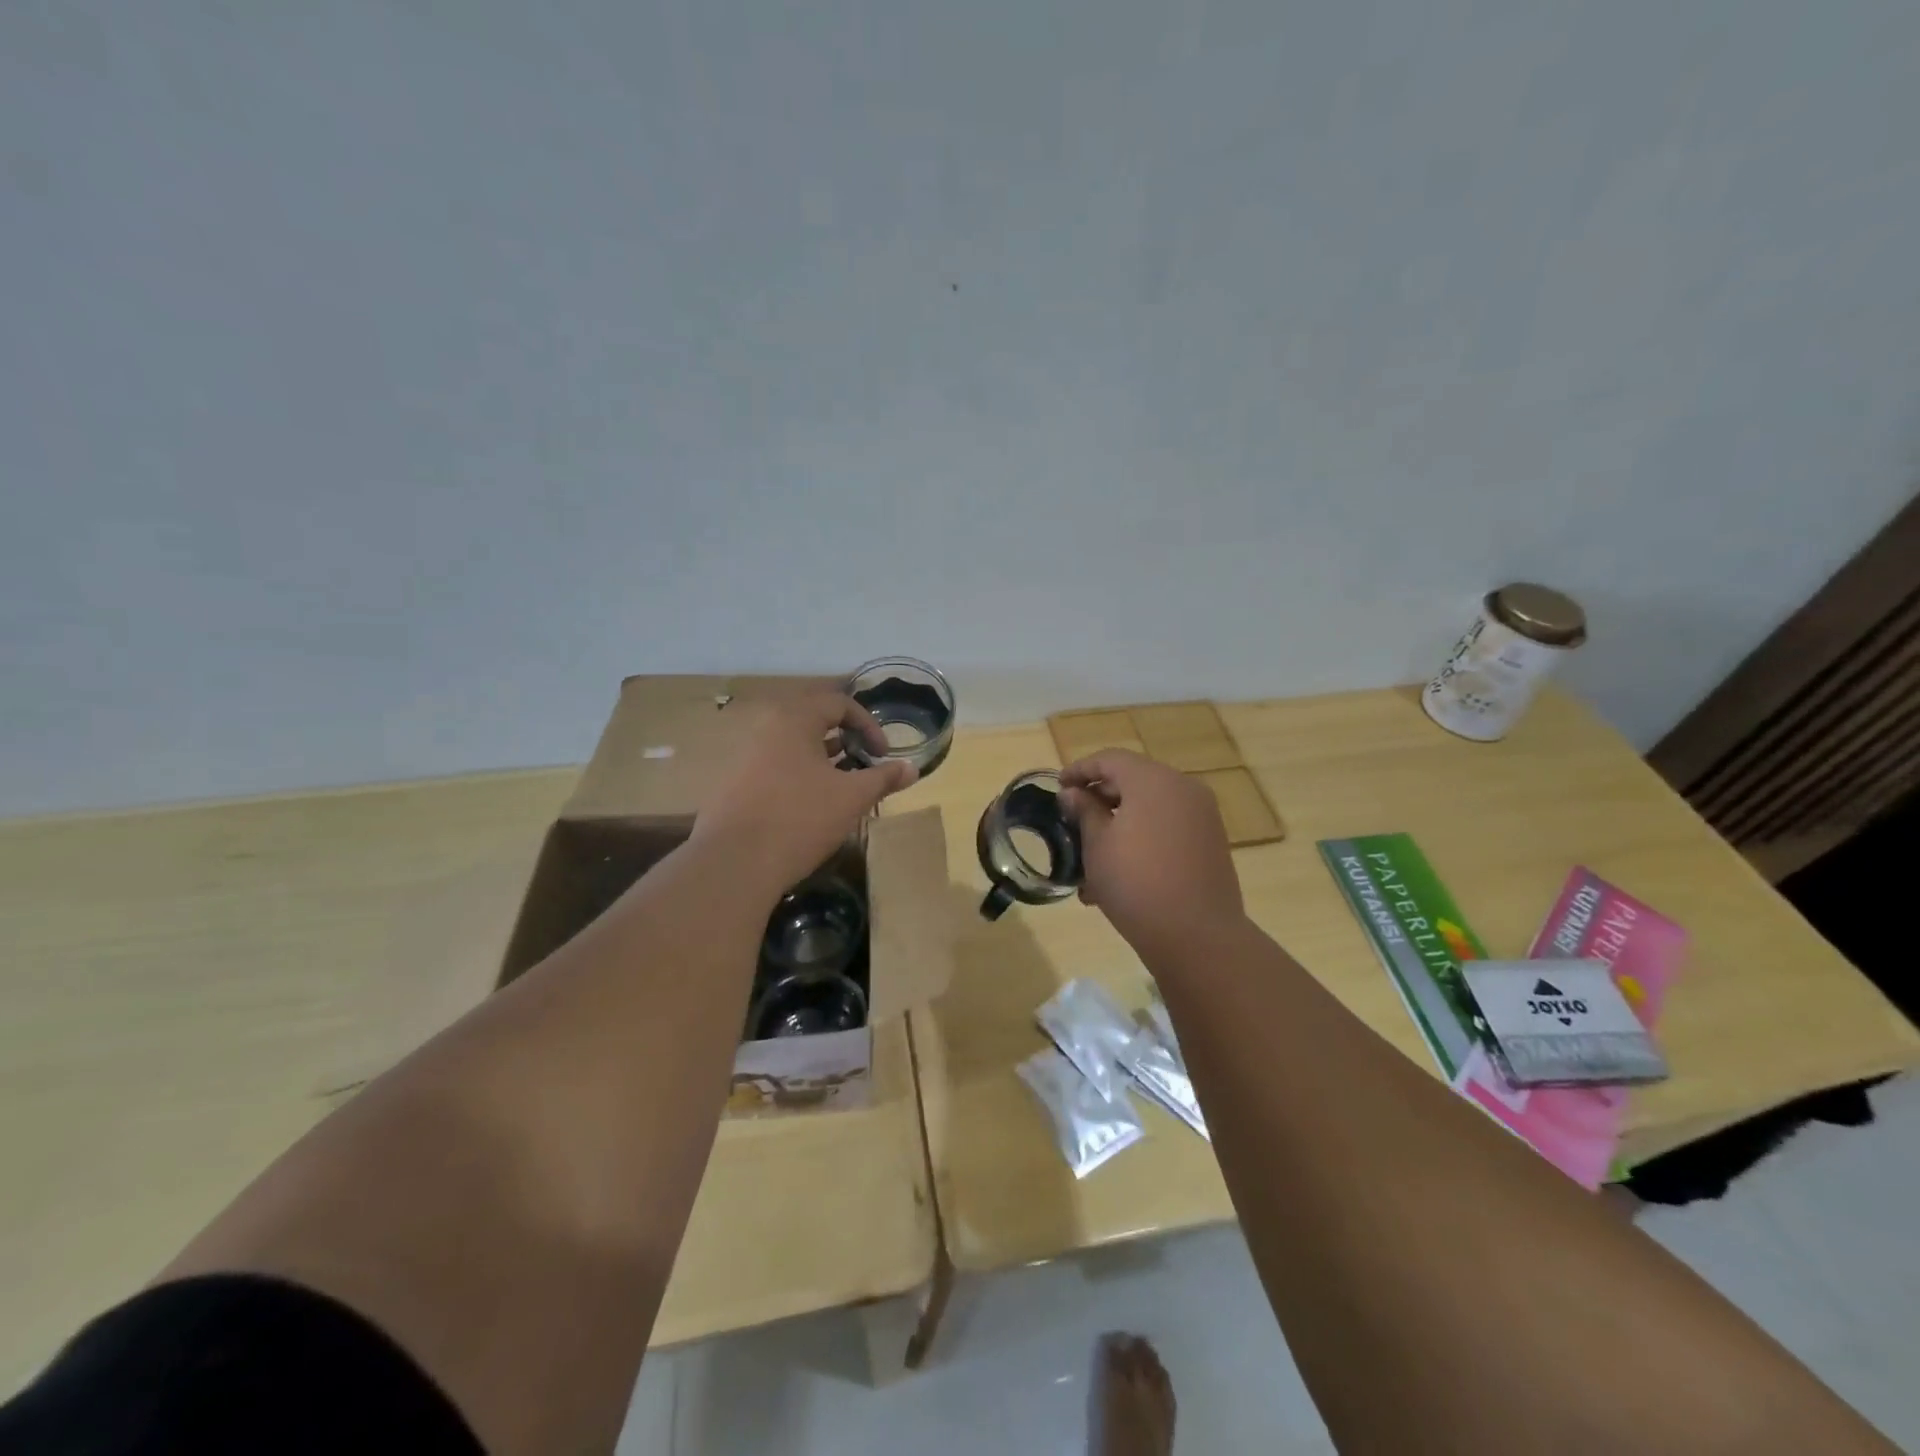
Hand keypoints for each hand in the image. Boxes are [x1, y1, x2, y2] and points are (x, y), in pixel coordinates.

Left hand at [693, 690, 916, 894]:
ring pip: (793, 745)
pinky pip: (775, 766)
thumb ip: (883, 778)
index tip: (882, 754)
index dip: (868, 724)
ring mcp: (745, 756)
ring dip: (823, 758)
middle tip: (863, 762)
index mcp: (794, 720)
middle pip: (813, 720)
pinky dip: (800, 774)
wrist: (735, 864)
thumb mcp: (852, 797)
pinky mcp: (734, 784)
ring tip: (842, 785)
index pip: (838, 703)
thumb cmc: (800, 819)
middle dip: (845, 739)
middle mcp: (766, 728)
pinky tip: (810, 805)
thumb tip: (912, 768)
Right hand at [1059, 749, 1244, 960]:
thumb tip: (1073, 794)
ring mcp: (1202, 816)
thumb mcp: (1097, 844)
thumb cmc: (1135, 882)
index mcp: (1153, 780)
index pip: (1110, 760)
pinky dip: (1142, 837)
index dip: (1080, 770)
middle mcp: (1182, 788)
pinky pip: (1167, 828)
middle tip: (1072, 820)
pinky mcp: (1210, 843)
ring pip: (1150, 808)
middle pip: (1133, 780)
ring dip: (1119, 823)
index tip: (1058, 787)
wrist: (1196, 935)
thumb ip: (1084, 811)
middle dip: (1099, 798)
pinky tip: (1119, 871)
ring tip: (1091, 855)